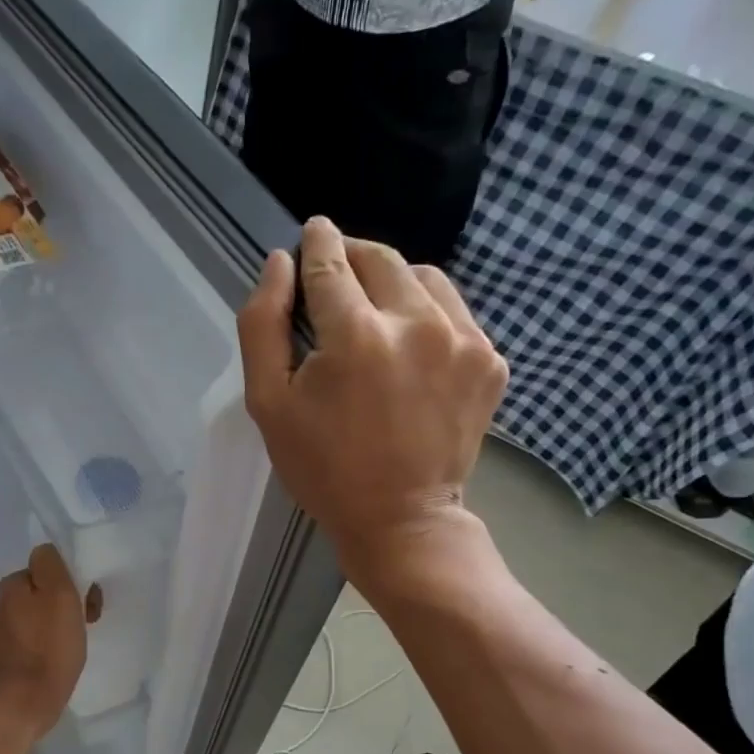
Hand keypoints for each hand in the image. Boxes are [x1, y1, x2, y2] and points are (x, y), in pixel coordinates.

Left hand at [0, 544, 102, 738]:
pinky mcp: (11, 655)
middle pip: (44, 590)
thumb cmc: (48, 647)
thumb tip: (46, 551)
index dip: (71, 579)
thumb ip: (51, 564)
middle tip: (88, 621)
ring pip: (42, 614)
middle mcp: (2, 604)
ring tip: (78, 642)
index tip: (88, 600)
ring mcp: (5, 631)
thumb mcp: (58, 594)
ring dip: (62, 622)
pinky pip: (38, 637)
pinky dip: (52, 642)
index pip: (47, 566)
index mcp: (11, 585)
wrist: (24, 703)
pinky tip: (63, 656)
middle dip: (69, 601)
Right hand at [238, 217, 506, 585]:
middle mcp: (417, 323)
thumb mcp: (268, 404)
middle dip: (352, 257)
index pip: (331, 262)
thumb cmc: (323, 467)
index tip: (310, 234)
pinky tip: (409, 348)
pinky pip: (454, 310)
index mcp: (356, 336)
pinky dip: (427, 314)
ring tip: (374, 314)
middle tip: (334, 276)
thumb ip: (263, 325)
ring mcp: (463, 340)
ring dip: (393, 283)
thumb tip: (278, 264)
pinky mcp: (489, 360)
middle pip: (380, 258)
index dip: (316, 243)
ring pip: (424, 276)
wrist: (401, 519)